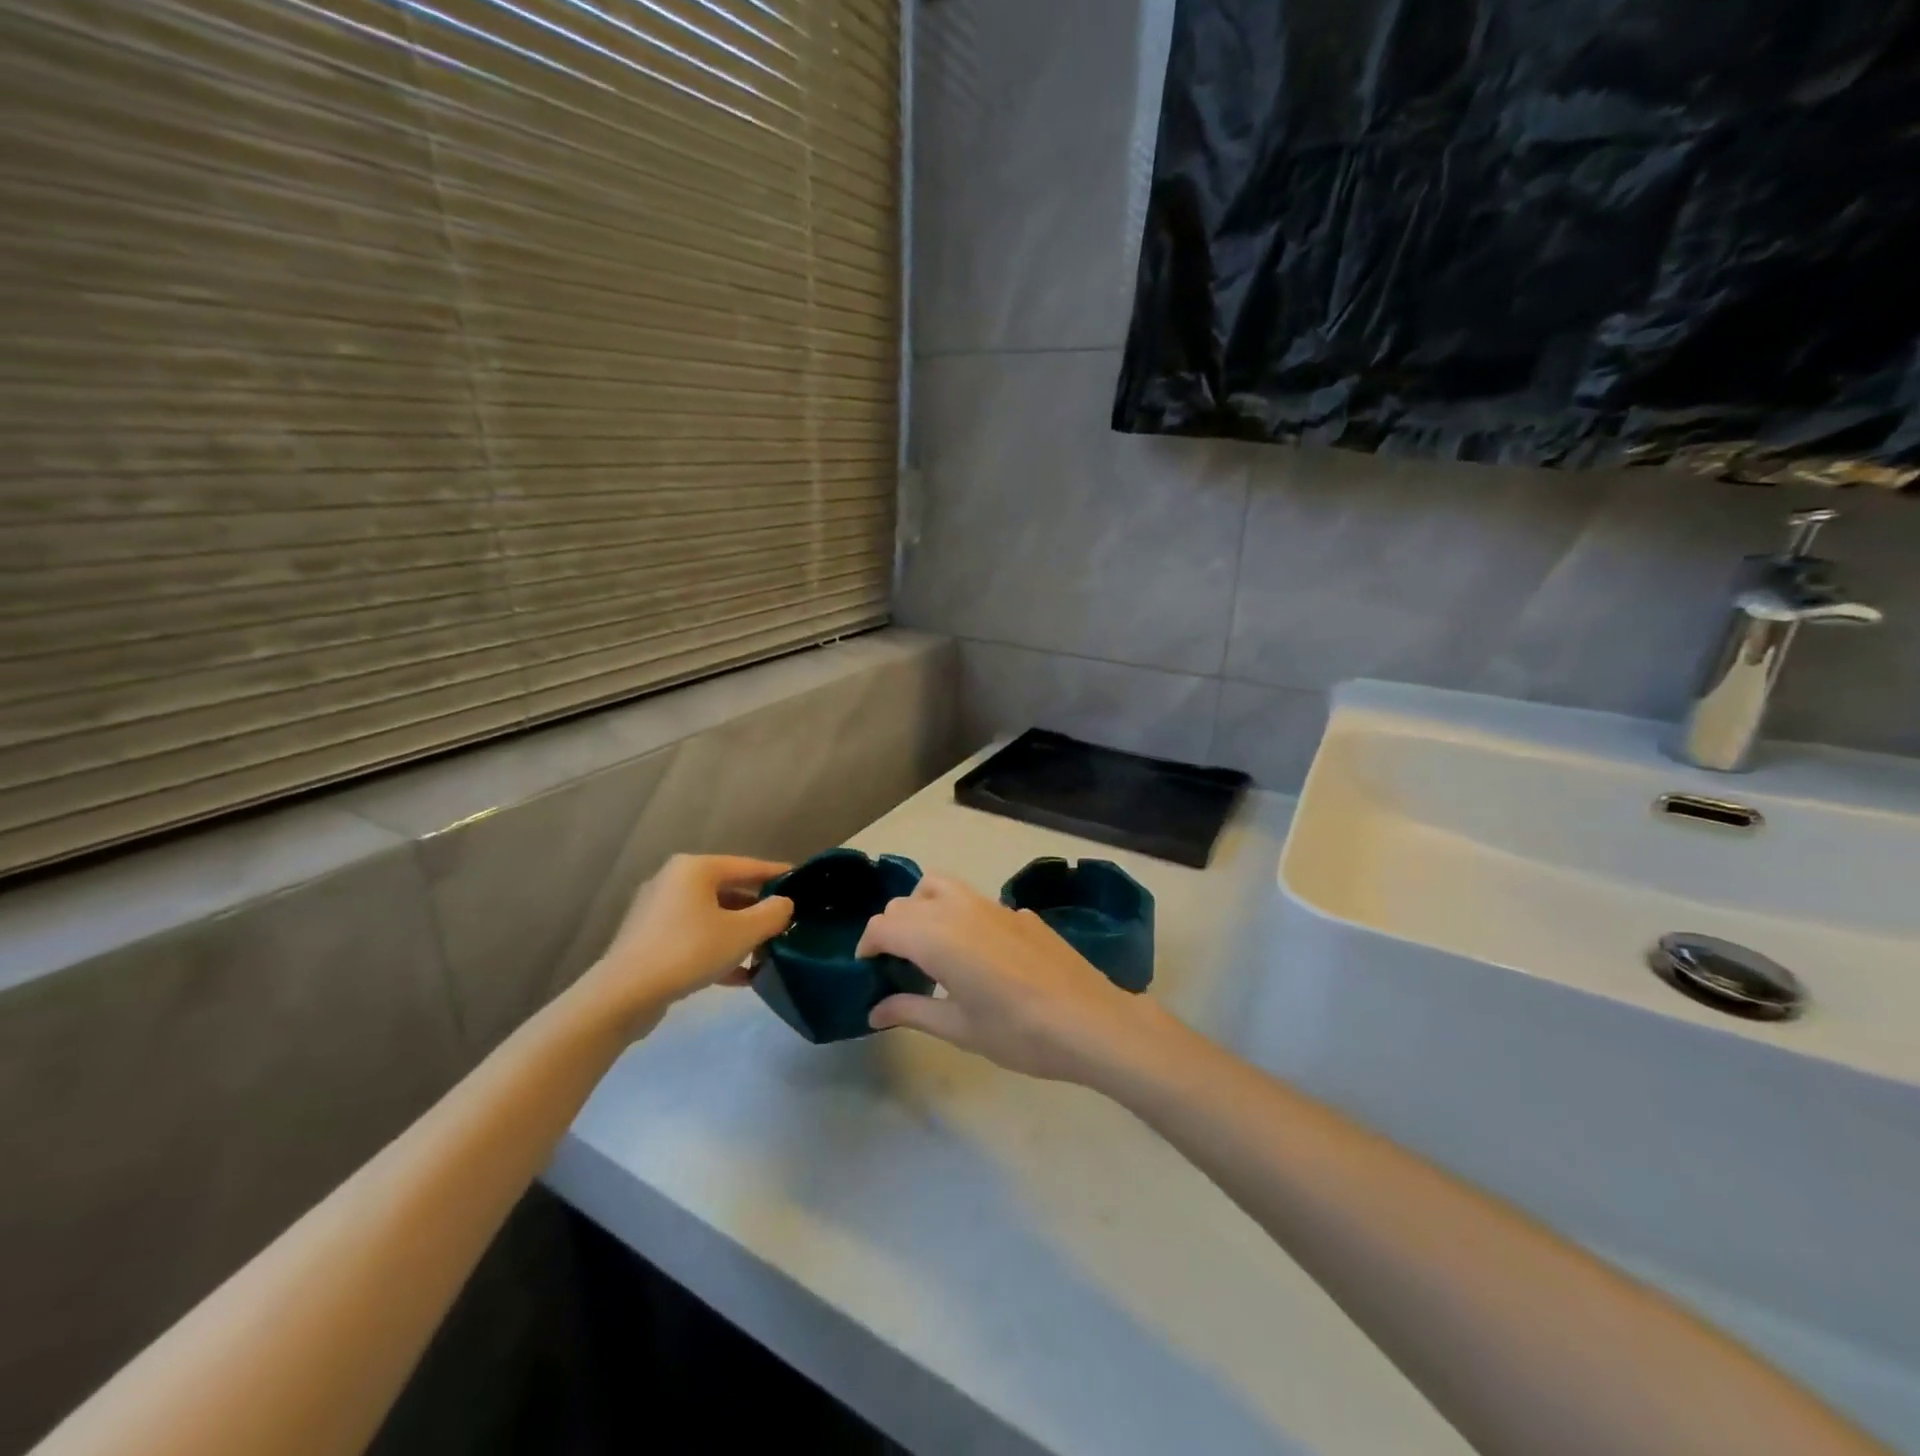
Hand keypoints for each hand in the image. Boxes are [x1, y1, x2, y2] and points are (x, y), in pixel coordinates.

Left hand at [585, 855, 792, 1025]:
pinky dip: (718, 950)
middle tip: (787, 922)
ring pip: (712, 916)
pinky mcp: (649, 940)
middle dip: (758, 909)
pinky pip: (694, 937)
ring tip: (767, 951)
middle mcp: (674, 881)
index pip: (748, 866)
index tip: (803, 882)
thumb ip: (772, 914)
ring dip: (740, 933)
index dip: (778, 874)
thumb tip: (784, 904)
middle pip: (729, 890)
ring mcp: (658, 911)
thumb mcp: (742, 933)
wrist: (623, 996)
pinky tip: (741, 976)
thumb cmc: (688, 951)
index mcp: (695, 869)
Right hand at [856, 874, 1167, 1083]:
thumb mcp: (959, 1028)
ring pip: (939, 886)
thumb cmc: (1018, 1032)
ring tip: (928, 946)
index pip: (884, 925)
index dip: (867, 944)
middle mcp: (959, 909)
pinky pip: (973, 900)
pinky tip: (977, 954)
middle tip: (895, 964)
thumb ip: (912, 1011)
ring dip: (921, 907)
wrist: (1089, 1021)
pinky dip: (957, 914)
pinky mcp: (1018, 912)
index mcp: (937, 936)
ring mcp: (992, 905)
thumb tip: (874, 1011)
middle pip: (906, 903)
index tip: (867, 968)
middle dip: (891, 927)